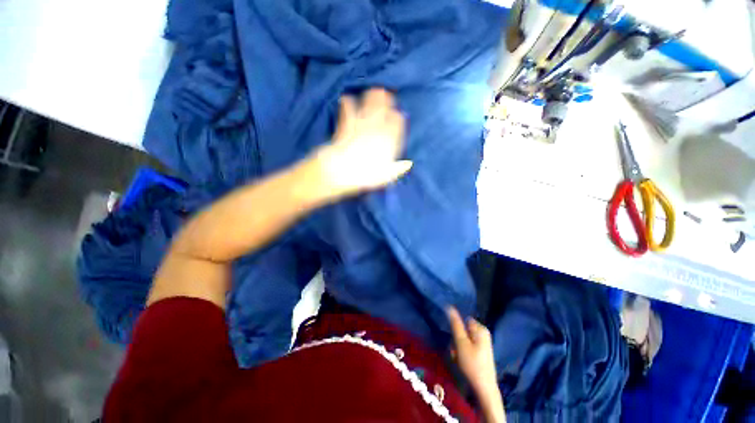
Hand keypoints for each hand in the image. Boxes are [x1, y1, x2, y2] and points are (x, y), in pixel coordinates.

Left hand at [311, 88, 412, 198]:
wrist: (341, 173)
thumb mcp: (386, 176)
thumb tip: (408, 164)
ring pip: (368, 106)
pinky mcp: (346, 127)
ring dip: (371, 97)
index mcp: (387, 141)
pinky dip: (347, 104)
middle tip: (386, 94)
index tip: (398, 115)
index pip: (396, 124)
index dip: (397, 118)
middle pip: (383, 110)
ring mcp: (360, 126)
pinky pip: (348, 112)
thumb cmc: (365, 177)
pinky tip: (347, 98)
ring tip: (373, 90)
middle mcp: (376, 130)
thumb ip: (397, 168)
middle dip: (386, 100)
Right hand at [448, 307, 505, 422]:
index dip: (457, 328)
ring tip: (458, 357)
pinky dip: (462, 353)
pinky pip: (467, 347)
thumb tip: (449, 306)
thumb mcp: (461, 342)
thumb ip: (455, 324)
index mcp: (481, 329)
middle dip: (456, 339)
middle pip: (463, 330)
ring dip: (457, 347)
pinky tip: (461, 361)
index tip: (454, 338)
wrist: (484, 389)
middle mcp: (483, 334)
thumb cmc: (472, 364)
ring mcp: (483, 344)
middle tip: (455, 350)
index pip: (463, 320)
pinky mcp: (481, 352)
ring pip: (464, 339)